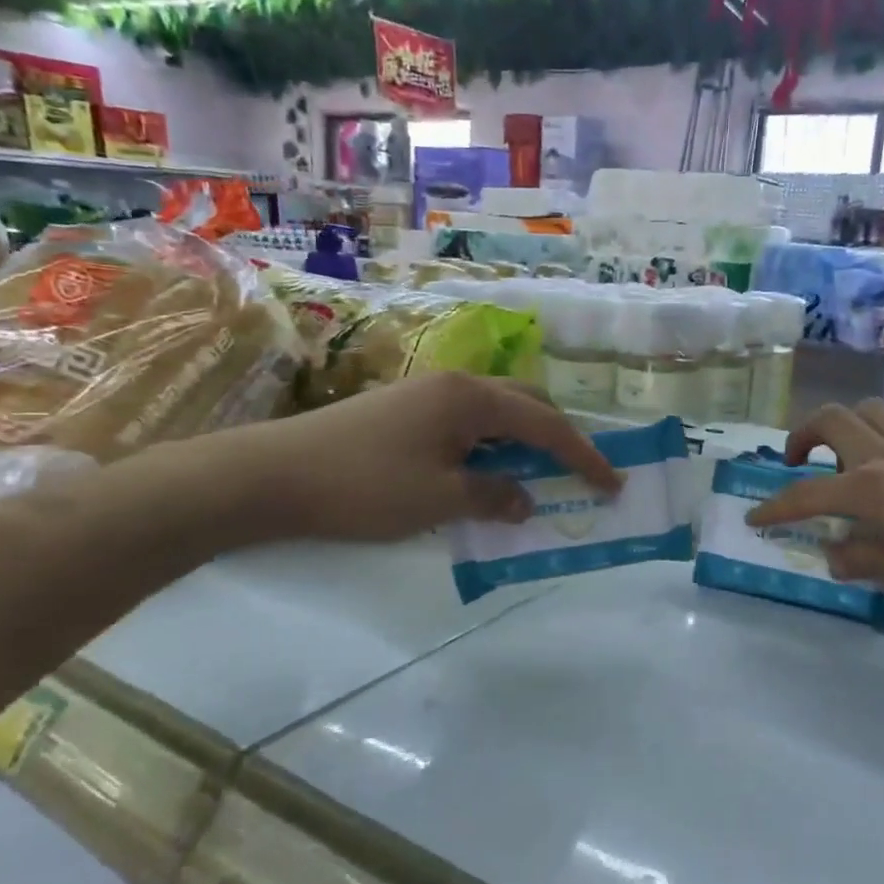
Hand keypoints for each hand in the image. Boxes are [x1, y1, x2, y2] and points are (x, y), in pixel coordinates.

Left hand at [217, 372, 619, 543]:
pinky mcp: (405, 409)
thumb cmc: (364, 485)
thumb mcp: (439, 499)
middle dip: (559, 437)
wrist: (270, 475)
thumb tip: (526, 499)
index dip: (584, 456)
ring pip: (497, 412)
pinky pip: (469, 422)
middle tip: (580, 473)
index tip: (613, 483)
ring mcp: (427, 393)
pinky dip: (493, 445)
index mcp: (471, 398)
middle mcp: (456, 384)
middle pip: (527, 404)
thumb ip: (494, 496)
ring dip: (524, 440)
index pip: (546, 425)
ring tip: (538, 475)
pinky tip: (487, 471)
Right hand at [749, 399, 883, 601]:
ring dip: (847, 425)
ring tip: (849, 453)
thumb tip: (832, 554)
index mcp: (870, 487)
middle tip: (798, 462)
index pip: (806, 494)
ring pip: (868, 407)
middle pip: (830, 419)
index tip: (755, 519)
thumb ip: (859, 559)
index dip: (775, 508)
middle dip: (802, 436)